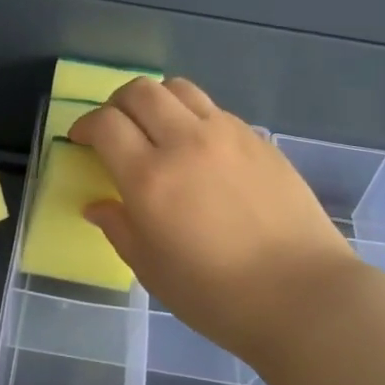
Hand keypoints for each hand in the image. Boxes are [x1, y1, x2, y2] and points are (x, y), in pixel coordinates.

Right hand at [69, 77, 366, 366]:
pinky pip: (214, 110)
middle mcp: (185, 142)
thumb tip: (98, 205)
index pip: (105, 123)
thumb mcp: (152, 270)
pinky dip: (193, 116)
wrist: (303, 295)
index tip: (82, 140)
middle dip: (117, 104)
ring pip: (179, 88)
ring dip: (156, 100)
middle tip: (114, 128)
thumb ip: (119, 228)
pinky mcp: (258, 139)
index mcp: (150, 178)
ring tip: (156, 127)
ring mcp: (227, 135)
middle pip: (140, 91)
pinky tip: (199, 149)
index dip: (85, 125)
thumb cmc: (217, 295)